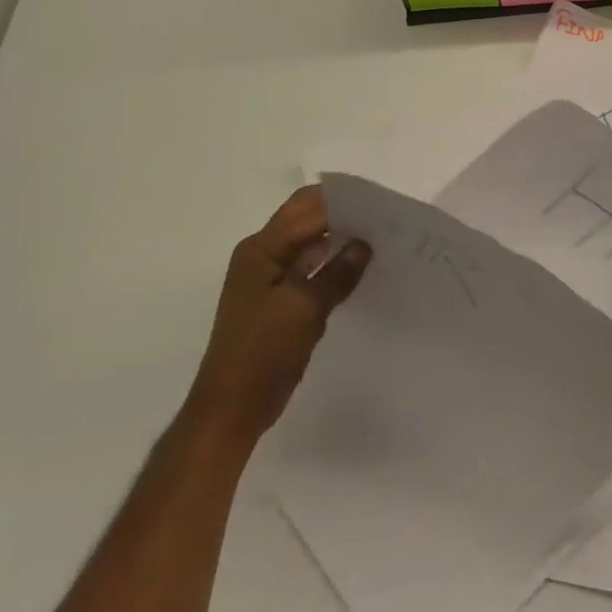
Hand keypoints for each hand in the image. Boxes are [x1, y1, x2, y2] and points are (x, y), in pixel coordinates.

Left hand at [188, 187, 370, 446]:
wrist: (230, 409)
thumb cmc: (262, 353)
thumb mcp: (305, 309)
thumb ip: (337, 273)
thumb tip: (365, 244)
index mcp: (262, 247)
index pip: (308, 209)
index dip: (343, 203)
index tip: (380, 203)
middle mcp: (262, 253)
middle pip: (306, 218)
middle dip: (341, 213)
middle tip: (381, 217)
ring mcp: (268, 276)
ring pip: (309, 241)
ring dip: (338, 237)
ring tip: (378, 237)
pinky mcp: (278, 298)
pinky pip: (309, 267)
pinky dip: (331, 262)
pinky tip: (358, 267)